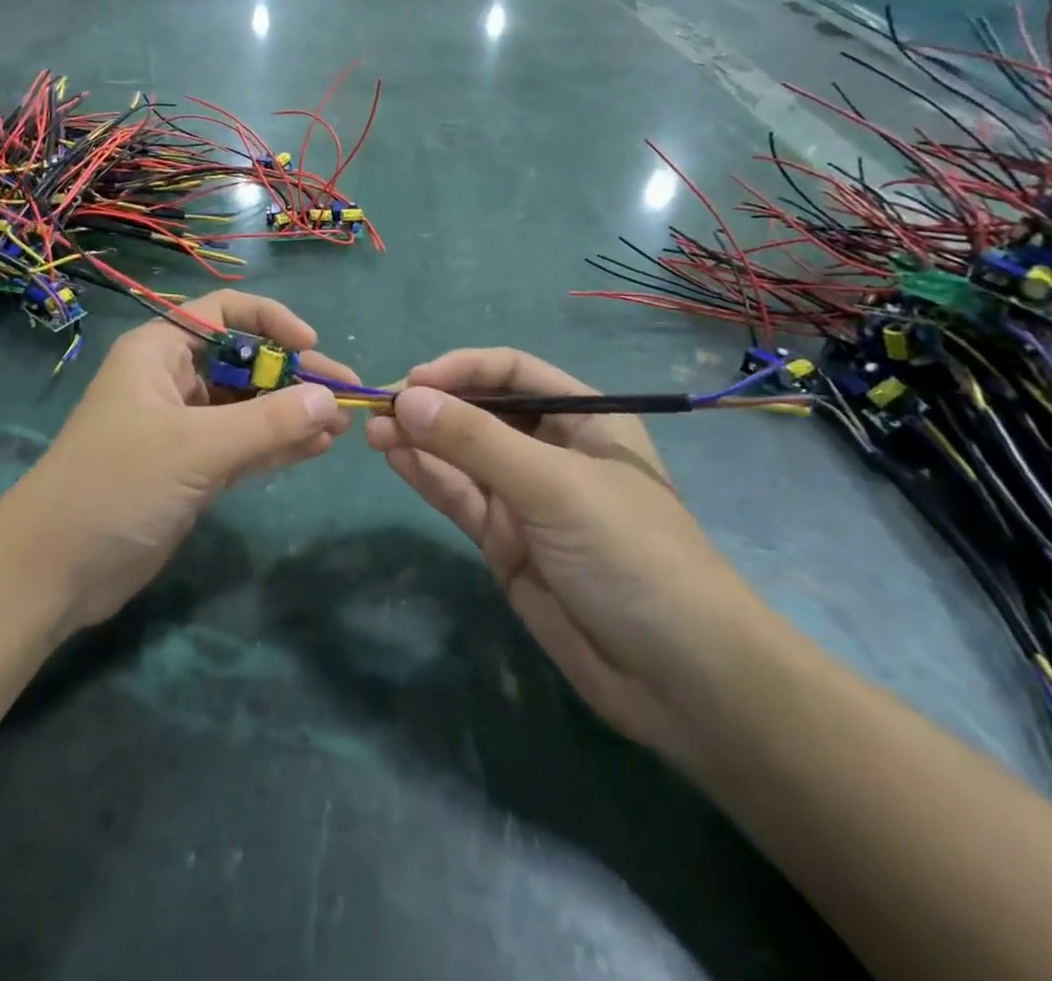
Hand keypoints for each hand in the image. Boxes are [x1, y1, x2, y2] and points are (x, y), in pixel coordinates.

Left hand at [0, 291, 355, 633]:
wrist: (57, 569)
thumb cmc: (118, 484)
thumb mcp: (195, 447)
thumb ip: (266, 423)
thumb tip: (329, 399)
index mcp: (159, 352)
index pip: (223, 313)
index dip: (271, 320)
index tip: (310, 345)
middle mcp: (172, 380)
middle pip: (244, 362)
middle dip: (293, 376)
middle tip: (345, 395)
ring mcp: (183, 427)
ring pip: (248, 407)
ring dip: (292, 413)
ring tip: (342, 426)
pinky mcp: (191, 468)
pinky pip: (244, 444)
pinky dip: (278, 444)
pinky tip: (316, 448)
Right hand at [365, 348, 770, 764]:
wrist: (678, 681)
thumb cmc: (630, 555)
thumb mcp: (553, 486)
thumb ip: (476, 441)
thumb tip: (406, 398)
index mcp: (584, 419)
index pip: (512, 374)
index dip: (462, 370)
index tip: (414, 382)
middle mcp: (552, 451)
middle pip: (481, 412)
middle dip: (432, 406)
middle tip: (379, 408)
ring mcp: (526, 499)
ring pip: (462, 455)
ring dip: (419, 440)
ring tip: (373, 431)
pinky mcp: (505, 541)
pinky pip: (459, 496)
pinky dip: (426, 475)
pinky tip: (394, 457)